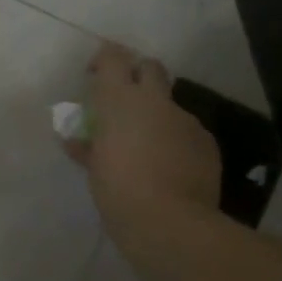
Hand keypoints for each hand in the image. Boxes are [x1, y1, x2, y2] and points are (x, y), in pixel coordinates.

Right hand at [67, 43, 220, 243]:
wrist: (171, 223)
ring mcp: (185, 119)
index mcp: (120, 100)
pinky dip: (177, 141)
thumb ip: (87, 149)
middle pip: (150, 67)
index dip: (105, 59)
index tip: (95, 75)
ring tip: (148, 147)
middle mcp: (155, 101)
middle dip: (138, 76)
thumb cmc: (119, 192)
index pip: (113, 57)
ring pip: (170, 105)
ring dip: (158, 116)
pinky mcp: (206, 141)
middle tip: (125, 102)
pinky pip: (188, 132)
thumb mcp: (95, 171)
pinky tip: (171, 167)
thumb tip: (75, 142)